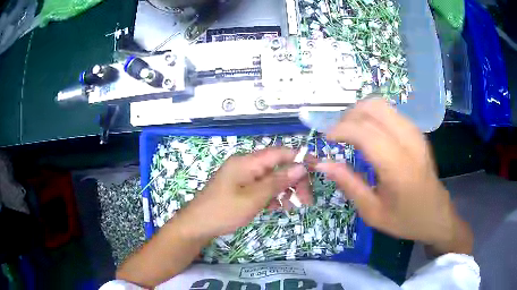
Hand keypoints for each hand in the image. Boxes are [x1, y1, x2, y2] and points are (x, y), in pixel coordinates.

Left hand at [177, 147, 311, 239]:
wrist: (197, 225)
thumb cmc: (224, 211)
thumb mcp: (254, 198)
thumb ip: (278, 181)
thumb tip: (301, 166)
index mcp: (247, 161)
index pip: (279, 153)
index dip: (300, 157)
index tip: (317, 168)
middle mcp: (246, 165)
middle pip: (278, 166)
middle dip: (294, 181)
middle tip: (306, 200)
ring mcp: (243, 177)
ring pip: (272, 178)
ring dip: (285, 190)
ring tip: (293, 207)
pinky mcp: (242, 188)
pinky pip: (262, 188)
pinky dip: (273, 196)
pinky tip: (278, 208)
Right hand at [316, 99, 471, 253]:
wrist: (436, 215)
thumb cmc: (404, 219)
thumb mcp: (372, 212)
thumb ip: (348, 184)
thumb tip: (323, 163)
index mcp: (398, 166)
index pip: (365, 132)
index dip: (341, 129)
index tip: (326, 140)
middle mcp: (408, 142)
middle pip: (373, 108)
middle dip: (349, 116)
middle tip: (338, 135)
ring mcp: (415, 133)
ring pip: (382, 105)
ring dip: (360, 113)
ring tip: (350, 133)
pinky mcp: (417, 132)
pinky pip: (391, 112)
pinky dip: (373, 116)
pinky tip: (368, 134)